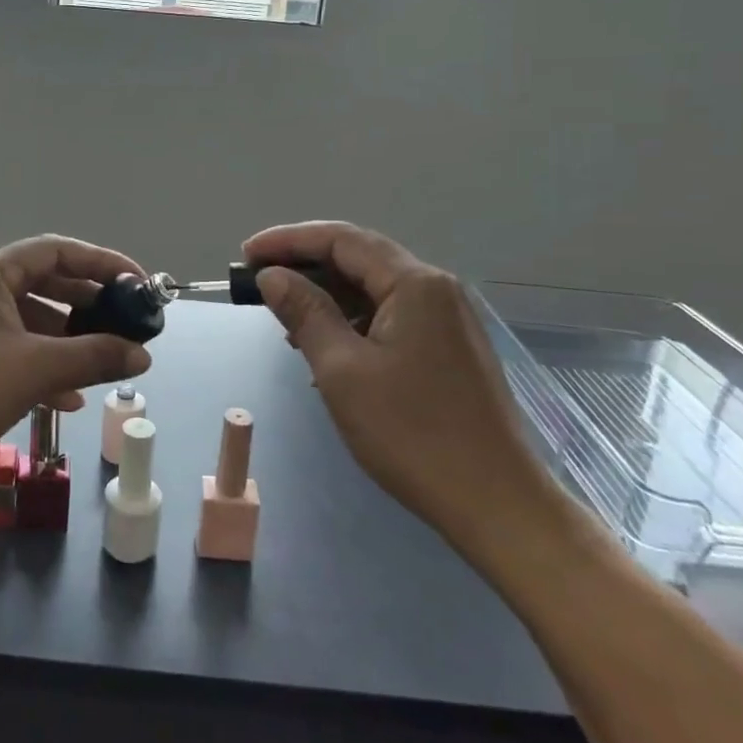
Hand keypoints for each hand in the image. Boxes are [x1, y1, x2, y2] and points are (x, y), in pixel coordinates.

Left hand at [0, 236, 153, 507]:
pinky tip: (66, 397)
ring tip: (101, 363)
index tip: (138, 285)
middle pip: (43, 283)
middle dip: (87, 306)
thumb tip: (143, 356)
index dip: (102, 263)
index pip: (55, 250)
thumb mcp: (34, 371)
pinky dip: (39, 364)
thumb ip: (94, 357)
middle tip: (125, 325)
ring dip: (66, 340)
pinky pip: (8, 347)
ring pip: (27, 320)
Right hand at [242, 222, 569, 559]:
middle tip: (260, 282)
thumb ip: (305, 312)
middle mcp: (436, 288)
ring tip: (287, 319)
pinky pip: (391, 314)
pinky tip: (329, 346)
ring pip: (375, 288)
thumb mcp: (342, 371)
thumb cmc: (412, 434)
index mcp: (414, 283)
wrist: (497, 503)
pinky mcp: (450, 346)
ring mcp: (448, 318)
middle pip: (360, 257)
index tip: (245, 254)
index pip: (341, 239)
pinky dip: (353, 320)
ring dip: (329, 295)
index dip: (288, 240)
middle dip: (306, 265)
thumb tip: (273, 276)